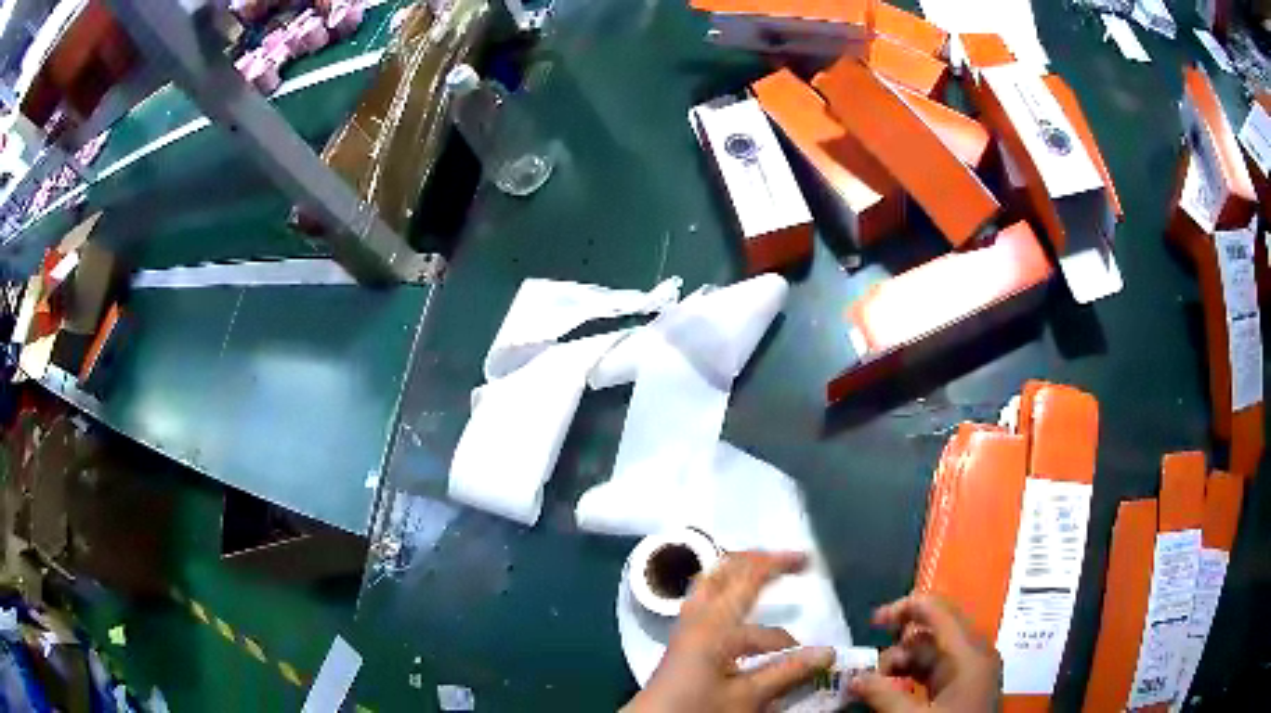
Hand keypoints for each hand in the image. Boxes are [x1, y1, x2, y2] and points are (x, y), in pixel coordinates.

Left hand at [623, 551, 834, 712]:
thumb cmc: (699, 710)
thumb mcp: (747, 697)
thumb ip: (787, 672)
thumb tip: (828, 652)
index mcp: (715, 624)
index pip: (752, 580)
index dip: (781, 567)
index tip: (811, 562)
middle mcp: (698, 616)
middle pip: (724, 570)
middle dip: (757, 559)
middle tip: (788, 559)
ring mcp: (687, 627)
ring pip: (711, 584)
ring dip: (740, 574)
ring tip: (767, 574)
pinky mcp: (684, 641)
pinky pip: (706, 602)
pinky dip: (727, 593)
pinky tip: (742, 609)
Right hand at [848, 595, 1000, 711]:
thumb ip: (884, 696)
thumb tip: (853, 678)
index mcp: (969, 652)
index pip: (938, 610)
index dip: (905, 608)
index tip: (873, 623)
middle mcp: (973, 653)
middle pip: (933, 631)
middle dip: (898, 646)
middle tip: (869, 670)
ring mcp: (970, 670)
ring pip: (932, 652)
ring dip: (902, 664)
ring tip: (876, 686)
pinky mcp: (964, 687)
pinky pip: (936, 669)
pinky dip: (912, 675)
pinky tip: (892, 691)